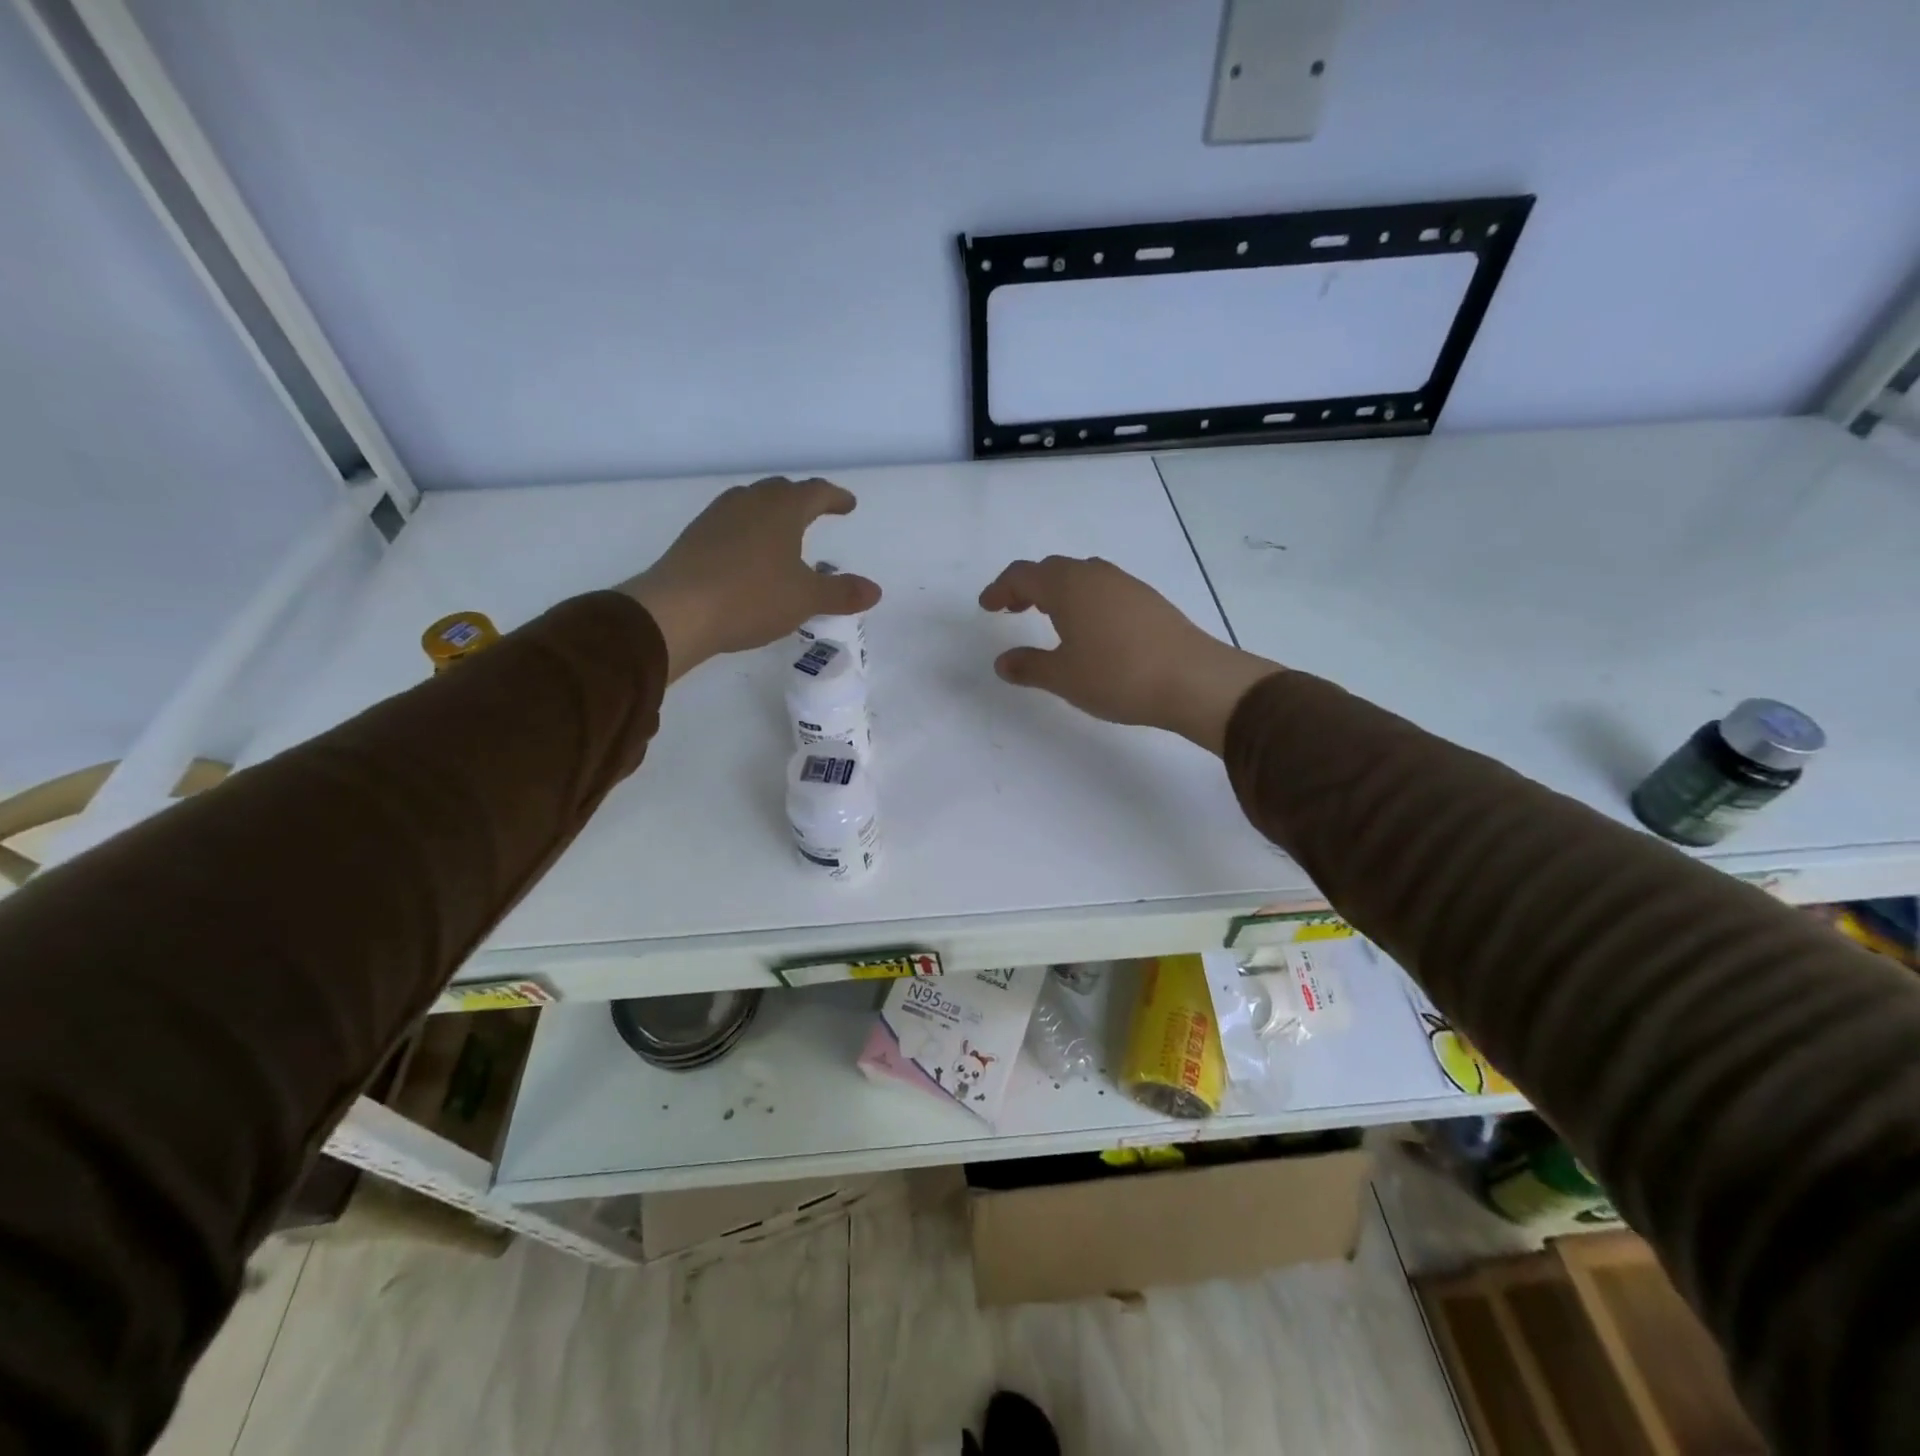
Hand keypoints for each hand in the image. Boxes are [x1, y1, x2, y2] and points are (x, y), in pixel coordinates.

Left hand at [620, 477, 880, 680]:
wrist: (677, 610)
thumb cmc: (751, 597)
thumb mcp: (805, 599)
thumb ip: (841, 593)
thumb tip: (875, 590)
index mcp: (782, 509)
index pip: (816, 492)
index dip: (835, 498)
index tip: (848, 505)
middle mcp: (749, 502)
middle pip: (781, 490)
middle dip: (802, 499)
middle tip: (816, 511)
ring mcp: (717, 516)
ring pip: (752, 502)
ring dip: (771, 512)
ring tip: (782, 531)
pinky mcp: (695, 536)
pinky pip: (731, 522)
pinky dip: (748, 529)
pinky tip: (747, 553)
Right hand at [979, 556, 1280, 754]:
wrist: (1193, 680)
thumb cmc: (1118, 676)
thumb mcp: (1063, 677)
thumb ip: (1028, 666)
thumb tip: (1002, 662)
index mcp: (1067, 586)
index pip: (1023, 575)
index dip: (1000, 588)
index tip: (987, 606)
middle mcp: (1095, 575)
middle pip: (1052, 569)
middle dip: (1027, 586)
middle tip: (1012, 610)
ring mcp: (1126, 584)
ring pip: (1081, 576)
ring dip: (1058, 591)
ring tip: (1049, 617)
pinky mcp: (1149, 600)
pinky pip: (1104, 589)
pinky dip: (1084, 600)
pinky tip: (1090, 628)